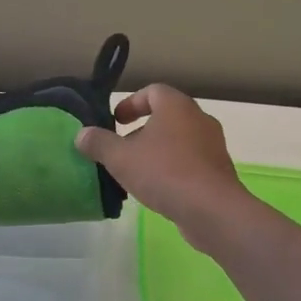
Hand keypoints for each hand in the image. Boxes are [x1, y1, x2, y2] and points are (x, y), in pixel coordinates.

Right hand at [75, 85, 251, 242]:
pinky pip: (190, 161)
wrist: (212, 210)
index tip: (115, 121)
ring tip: (136, 171)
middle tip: (122, 147)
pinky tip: (158, 188)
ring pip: (179, 140)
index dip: (131, 103)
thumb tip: (82, 134)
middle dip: (142, 130)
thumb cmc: (164, 172)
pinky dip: (172, 168)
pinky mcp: (218, 170)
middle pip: (166, 116)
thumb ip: (99, 143)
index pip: (153, 91)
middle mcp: (199, 119)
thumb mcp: (120, 158)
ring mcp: (212, 145)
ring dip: (157, 150)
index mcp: (176, 106)